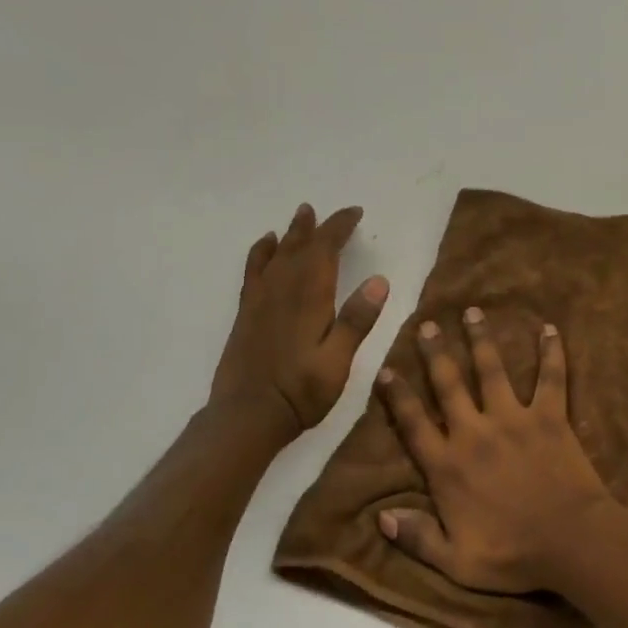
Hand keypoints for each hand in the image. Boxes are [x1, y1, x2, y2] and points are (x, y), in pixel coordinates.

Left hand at [210, 203, 388, 444]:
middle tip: (327, 212)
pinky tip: (264, 246)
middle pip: (300, 247)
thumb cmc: (300, 392)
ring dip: (290, 234)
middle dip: (316, 227)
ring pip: (276, 255)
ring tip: (300, 216)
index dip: (340, 228)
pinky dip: (260, 253)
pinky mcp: (247, 314)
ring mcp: (261, 301)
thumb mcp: (338, 362)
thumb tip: (380, 280)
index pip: (325, 250)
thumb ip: (357, 321)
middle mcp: (283, 290)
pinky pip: (254, 271)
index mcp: (309, 298)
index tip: (355, 213)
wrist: (246, 415)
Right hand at [374, 308, 624, 593]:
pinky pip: (551, 377)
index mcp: (448, 466)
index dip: (397, 395)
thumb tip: (380, 517)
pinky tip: (550, 328)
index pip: (413, 423)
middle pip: (448, 384)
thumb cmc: (513, 556)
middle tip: (427, 324)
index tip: (386, 369)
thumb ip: (416, 538)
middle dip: (435, 352)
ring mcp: (513, 419)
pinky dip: (551, 352)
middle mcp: (475, 433)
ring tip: (473, 312)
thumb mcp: (455, 562)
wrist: (571, 543)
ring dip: (481, 339)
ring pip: (492, 370)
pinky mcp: (549, 416)